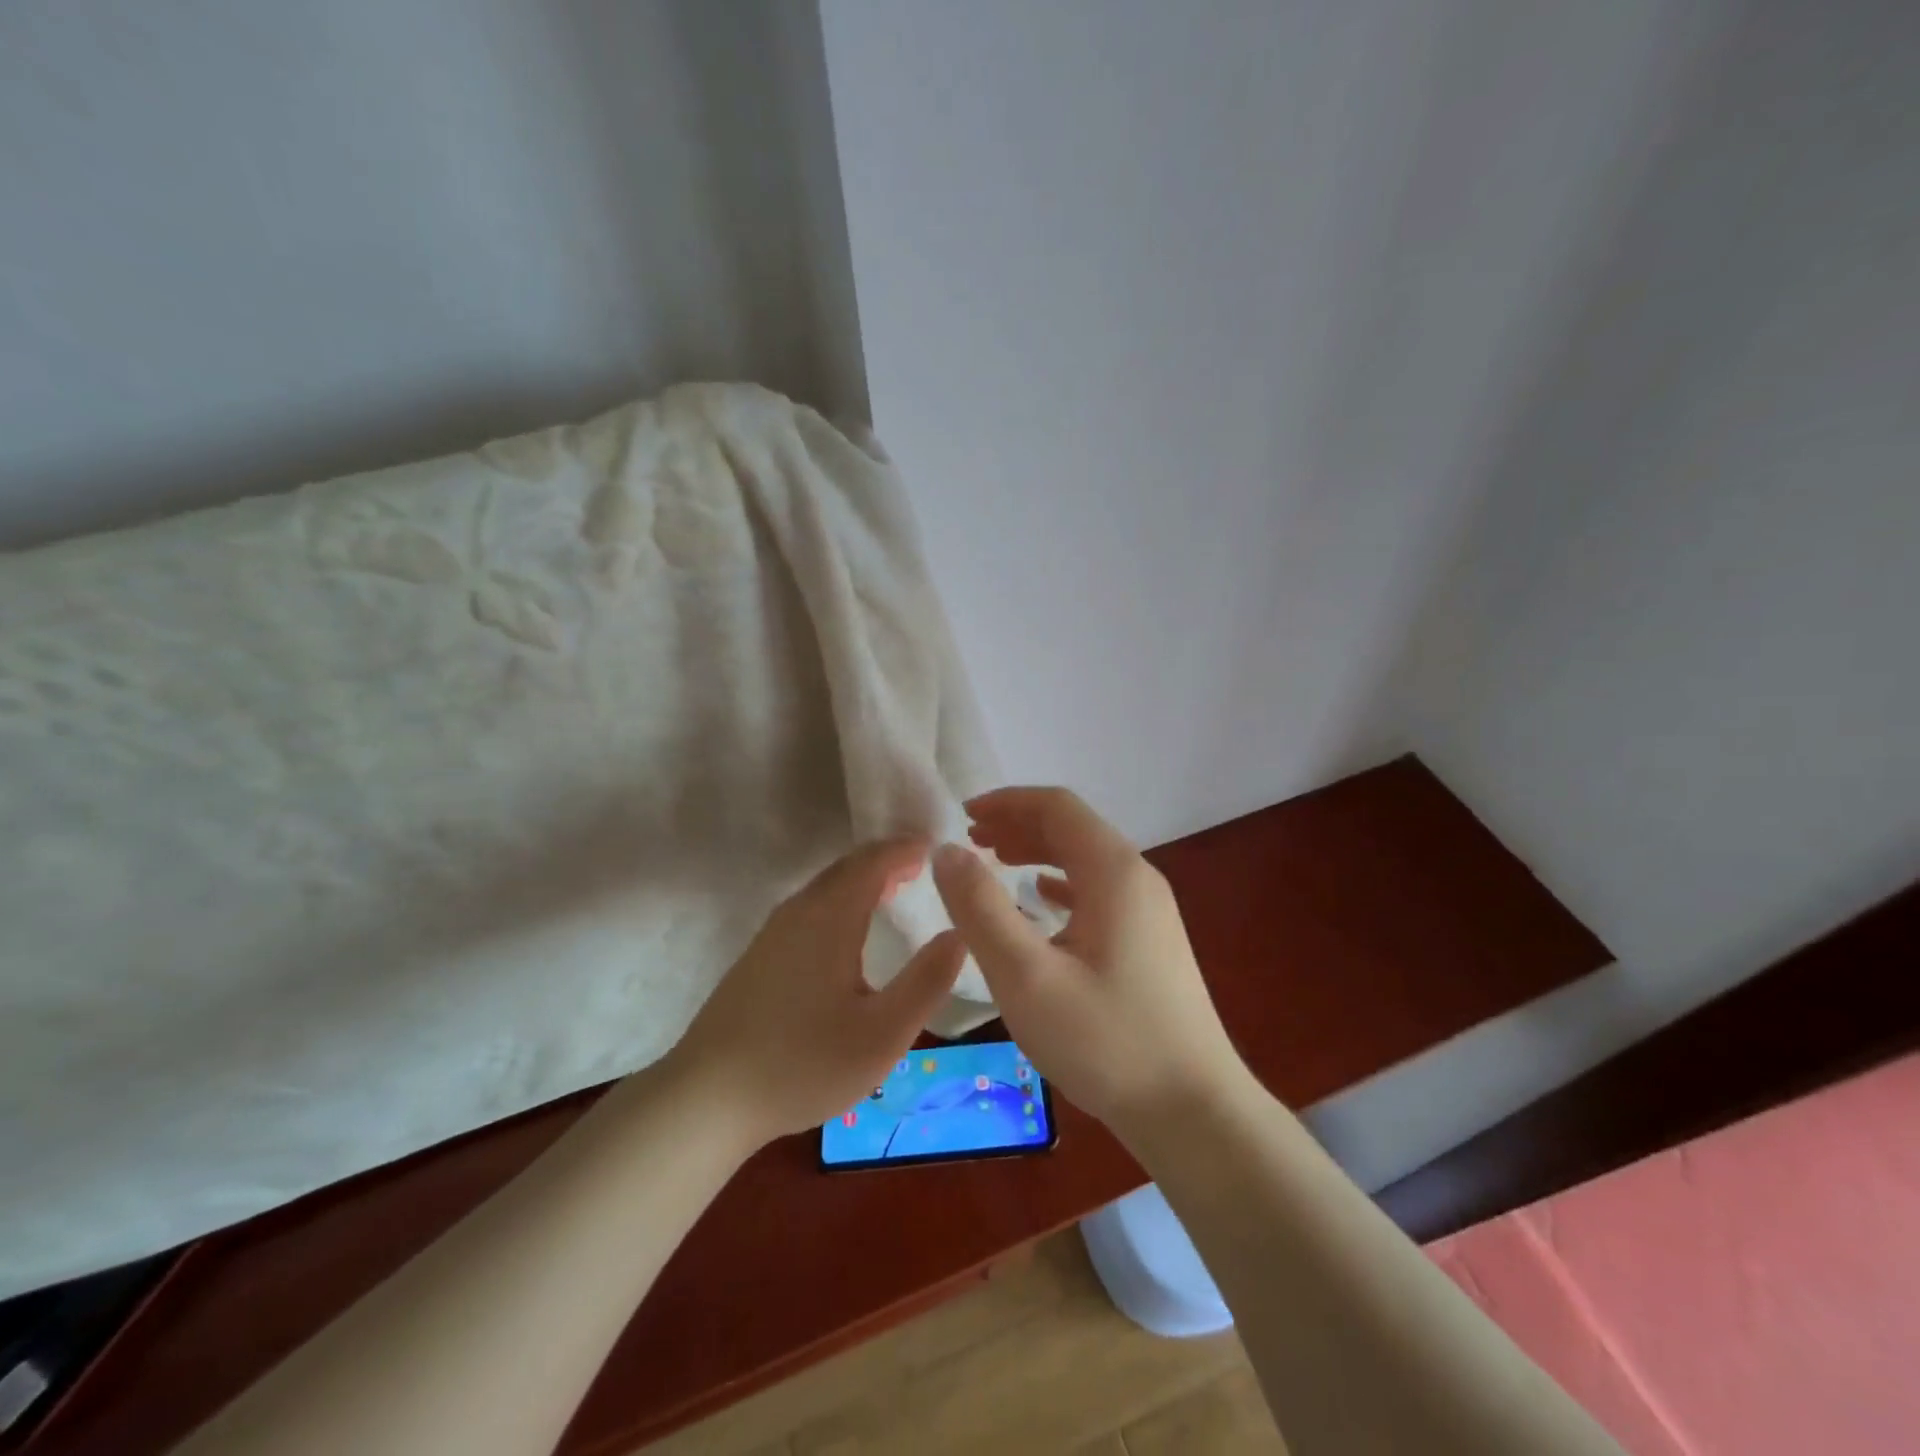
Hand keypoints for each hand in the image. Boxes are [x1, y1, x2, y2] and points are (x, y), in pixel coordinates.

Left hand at [664, 837, 965, 1145]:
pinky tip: (850, 928)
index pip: (874, 862)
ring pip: (826, 885)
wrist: (707, 1098)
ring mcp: (773, 932)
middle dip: (887, 858)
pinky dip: (842, 897)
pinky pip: (811, 905)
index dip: (907, 849)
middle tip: (924, 864)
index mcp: (831, 917)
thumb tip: (960, 933)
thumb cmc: (804, 1063)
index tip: (939, 848)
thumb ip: (927, 980)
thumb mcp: (884, 1033)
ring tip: (896, 887)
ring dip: (863, 878)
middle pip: (847, 866)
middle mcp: (800, 911)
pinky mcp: (760, 954)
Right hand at [931, 788, 1249, 1143]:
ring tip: (995, 861)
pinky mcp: (1151, 941)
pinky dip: (1061, 883)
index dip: (1006, 802)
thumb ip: (980, 909)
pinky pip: (1098, 891)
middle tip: (971, 841)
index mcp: (1114, 871)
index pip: (1056, 806)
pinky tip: (1041, 898)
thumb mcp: (1026, 976)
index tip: (962, 815)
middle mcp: (1138, 878)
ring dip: (1038, 851)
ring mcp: (1150, 910)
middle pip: (1073, 827)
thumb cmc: (1106, 1041)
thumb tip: (947, 851)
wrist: (1194, 1111)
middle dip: (1019, 824)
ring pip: (1086, 859)